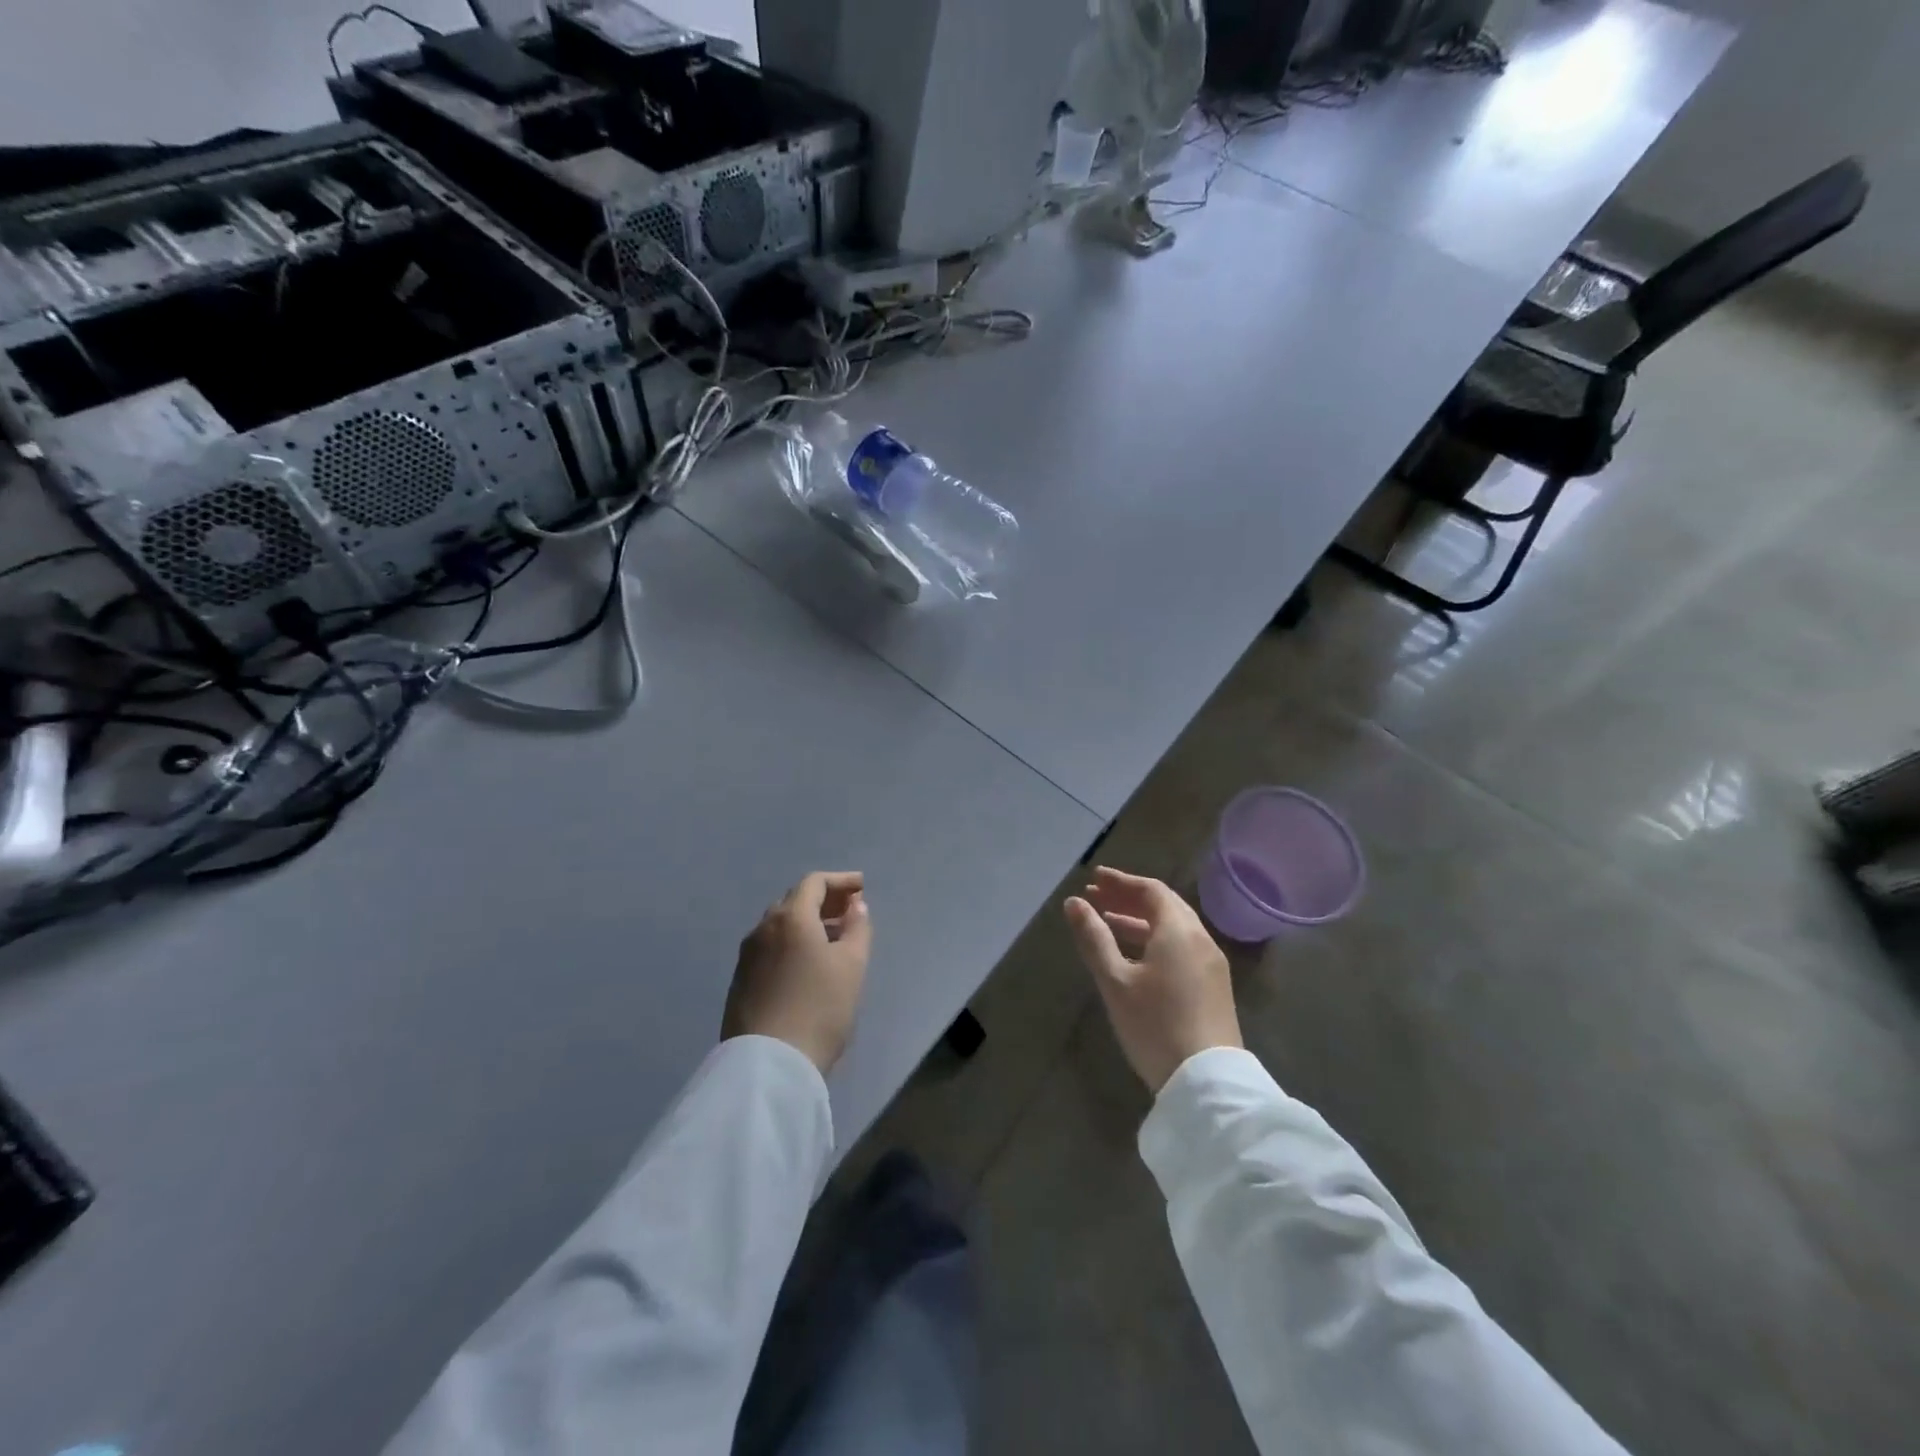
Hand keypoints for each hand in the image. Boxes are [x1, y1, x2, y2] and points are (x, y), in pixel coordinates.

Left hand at [725, 871, 872, 1073]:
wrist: (768, 1065)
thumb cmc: (819, 1008)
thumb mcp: (852, 966)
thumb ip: (857, 928)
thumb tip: (855, 906)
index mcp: (790, 918)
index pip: (814, 883)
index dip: (840, 880)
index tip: (861, 887)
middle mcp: (763, 929)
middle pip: (795, 901)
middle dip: (824, 900)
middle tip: (850, 910)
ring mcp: (747, 956)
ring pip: (781, 926)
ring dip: (808, 923)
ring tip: (834, 938)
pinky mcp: (741, 981)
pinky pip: (771, 947)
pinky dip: (793, 943)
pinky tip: (808, 963)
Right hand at [1064, 866, 1241, 1093]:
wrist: (1207, 1082)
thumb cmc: (1155, 1025)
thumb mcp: (1115, 981)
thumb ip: (1094, 938)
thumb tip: (1074, 903)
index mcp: (1178, 930)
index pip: (1151, 890)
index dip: (1121, 881)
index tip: (1094, 879)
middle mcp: (1200, 939)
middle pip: (1165, 905)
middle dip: (1129, 897)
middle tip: (1097, 897)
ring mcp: (1211, 963)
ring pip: (1174, 927)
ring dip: (1141, 919)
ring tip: (1108, 922)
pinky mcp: (1214, 986)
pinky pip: (1182, 946)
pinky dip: (1156, 938)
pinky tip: (1136, 955)